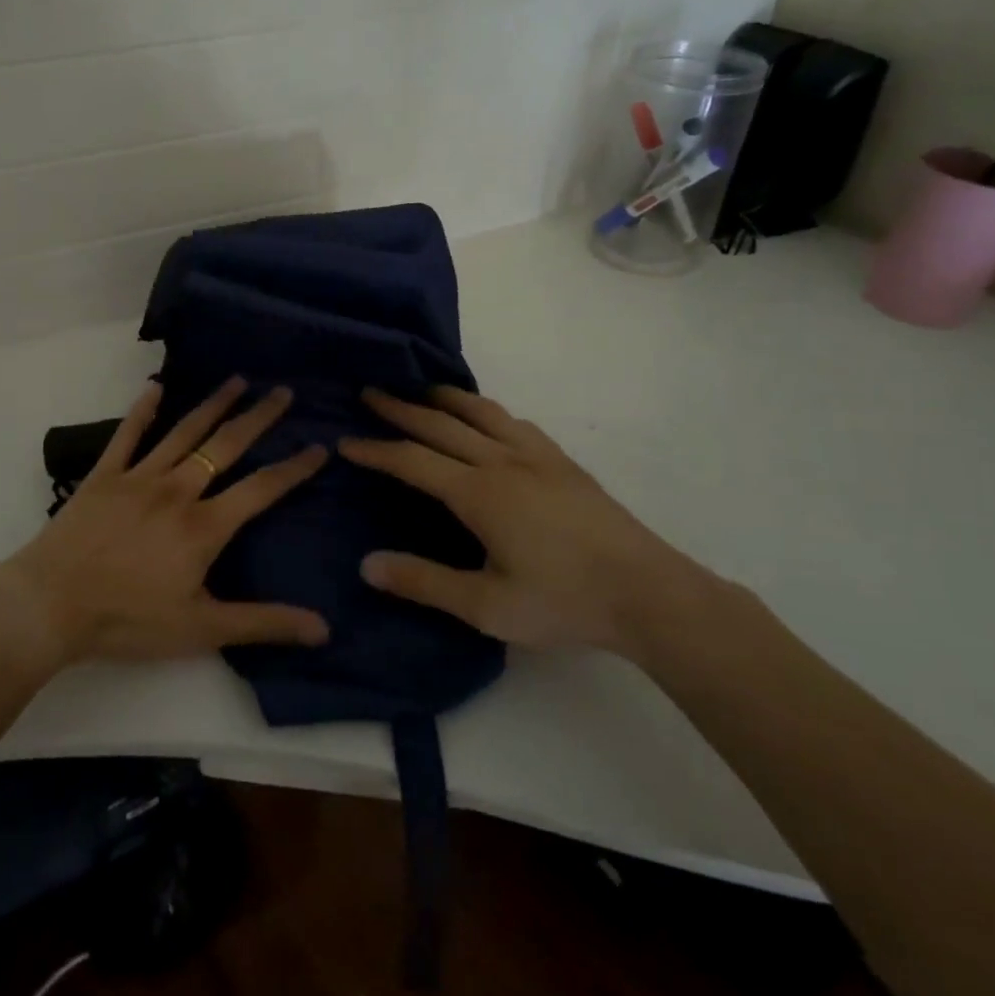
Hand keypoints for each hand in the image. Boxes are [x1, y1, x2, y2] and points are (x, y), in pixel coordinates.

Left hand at [0, 376, 330, 666]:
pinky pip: (127, 436)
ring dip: (213, 404)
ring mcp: (139, 478)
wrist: (50, 605)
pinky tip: (155, 387)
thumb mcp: (201, 630)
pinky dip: (142, 410)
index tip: (319, 446)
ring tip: (238, 380)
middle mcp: (178, 490)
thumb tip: (323, 629)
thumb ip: (263, 623)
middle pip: (226, 446)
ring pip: (184, 432)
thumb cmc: (127, 620)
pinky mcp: (104, 475)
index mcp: (204, 526)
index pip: (261, 489)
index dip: (294, 468)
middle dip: (259, 418)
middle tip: (284, 392)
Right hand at [337, 387, 708, 657]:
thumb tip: (366, 564)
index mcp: (479, 493)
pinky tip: (488, 419)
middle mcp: (502, 462)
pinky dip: (487, 411)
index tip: (346, 442)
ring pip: (481, 412)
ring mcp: (537, 457)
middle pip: (441, 424)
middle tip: (370, 392)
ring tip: (421, 389)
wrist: (648, 592)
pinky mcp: (563, 462)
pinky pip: (514, 422)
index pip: (412, 461)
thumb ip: (424, 582)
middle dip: (400, 408)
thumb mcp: (487, 606)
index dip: (376, 450)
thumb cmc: (563, 602)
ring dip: (444, 397)